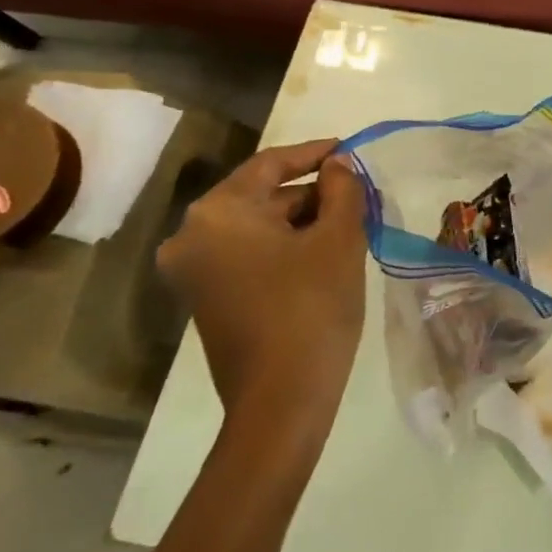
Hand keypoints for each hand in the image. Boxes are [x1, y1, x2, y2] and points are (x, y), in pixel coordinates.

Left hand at [157, 140, 367, 441]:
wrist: (281, 402)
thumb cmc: (312, 308)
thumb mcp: (339, 239)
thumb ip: (342, 189)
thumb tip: (338, 166)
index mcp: (218, 213)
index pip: (270, 164)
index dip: (315, 153)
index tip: (351, 150)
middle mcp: (192, 236)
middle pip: (262, 195)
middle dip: (312, 192)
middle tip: (358, 193)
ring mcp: (195, 272)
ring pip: (257, 226)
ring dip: (302, 220)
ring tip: (350, 223)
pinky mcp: (206, 299)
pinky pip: (249, 254)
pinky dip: (285, 246)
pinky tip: (324, 253)